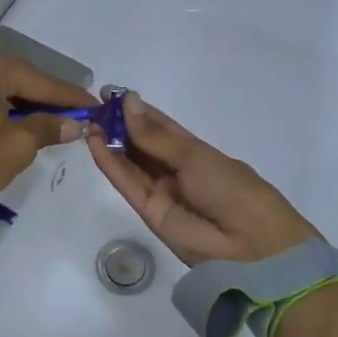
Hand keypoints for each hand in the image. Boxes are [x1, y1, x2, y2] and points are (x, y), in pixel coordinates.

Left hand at [0, 44, 93, 217]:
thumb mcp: (14, 148)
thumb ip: (46, 128)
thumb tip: (72, 123)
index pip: (41, 81)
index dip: (71, 97)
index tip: (96, 105)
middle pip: (18, 77)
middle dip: (45, 98)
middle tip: (74, 115)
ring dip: (20, 102)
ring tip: (47, 121)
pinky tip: (12, 121)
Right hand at [88, 94, 318, 265]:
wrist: (249, 243)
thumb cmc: (231, 187)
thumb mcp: (194, 156)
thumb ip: (155, 136)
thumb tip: (128, 103)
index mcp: (195, 152)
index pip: (160, 126)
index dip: (136, 110)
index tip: (111, 93)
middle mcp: (176, 170)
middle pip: (142, 145)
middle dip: (119, 125)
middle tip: (93, 105)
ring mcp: (162, 192)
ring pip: (131, 164)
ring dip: (110, 143)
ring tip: (88, 121)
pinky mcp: (149, 213)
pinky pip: (128, 185)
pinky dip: (111, 165)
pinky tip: (95, 144)